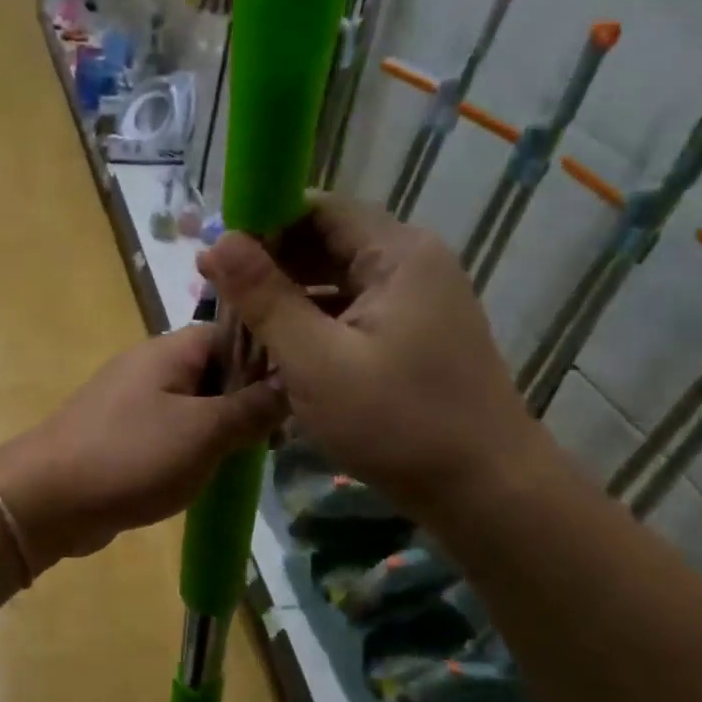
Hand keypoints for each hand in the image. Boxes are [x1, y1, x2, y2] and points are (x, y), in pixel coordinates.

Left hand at [0, 326, 285, 565]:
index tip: (302, 393)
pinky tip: (214, 471)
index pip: (235, 334)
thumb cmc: (131, 456)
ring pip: (197, 404)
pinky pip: (174, 430)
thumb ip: (252, 408)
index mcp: (171, 350)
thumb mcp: (204, 432)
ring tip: (253, 457)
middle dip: (250, 399)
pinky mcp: (125, 434)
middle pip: (218, 370)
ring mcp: (135, 400)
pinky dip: (196, 446)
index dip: (271, 358)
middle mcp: (152, 366)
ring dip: (225, 427)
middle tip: (280, 436)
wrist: (47, 499)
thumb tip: (294, 383)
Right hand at [198, 200, 545, 513]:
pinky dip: (313, 322)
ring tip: (238, 324)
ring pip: (335, 279)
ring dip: (287, 296)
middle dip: (269, 264)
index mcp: (397, 254)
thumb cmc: (397, 422)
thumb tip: (217, 240)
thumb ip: (265, 297)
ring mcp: (417, 300)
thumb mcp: (315, 360)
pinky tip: (279, 348)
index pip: (317, 209)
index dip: (262, 224)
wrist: (486, 493)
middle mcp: (412, 263)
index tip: (215, 255)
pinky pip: (352, 310)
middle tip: (215, 294)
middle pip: (326, 242)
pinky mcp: (413, 334)